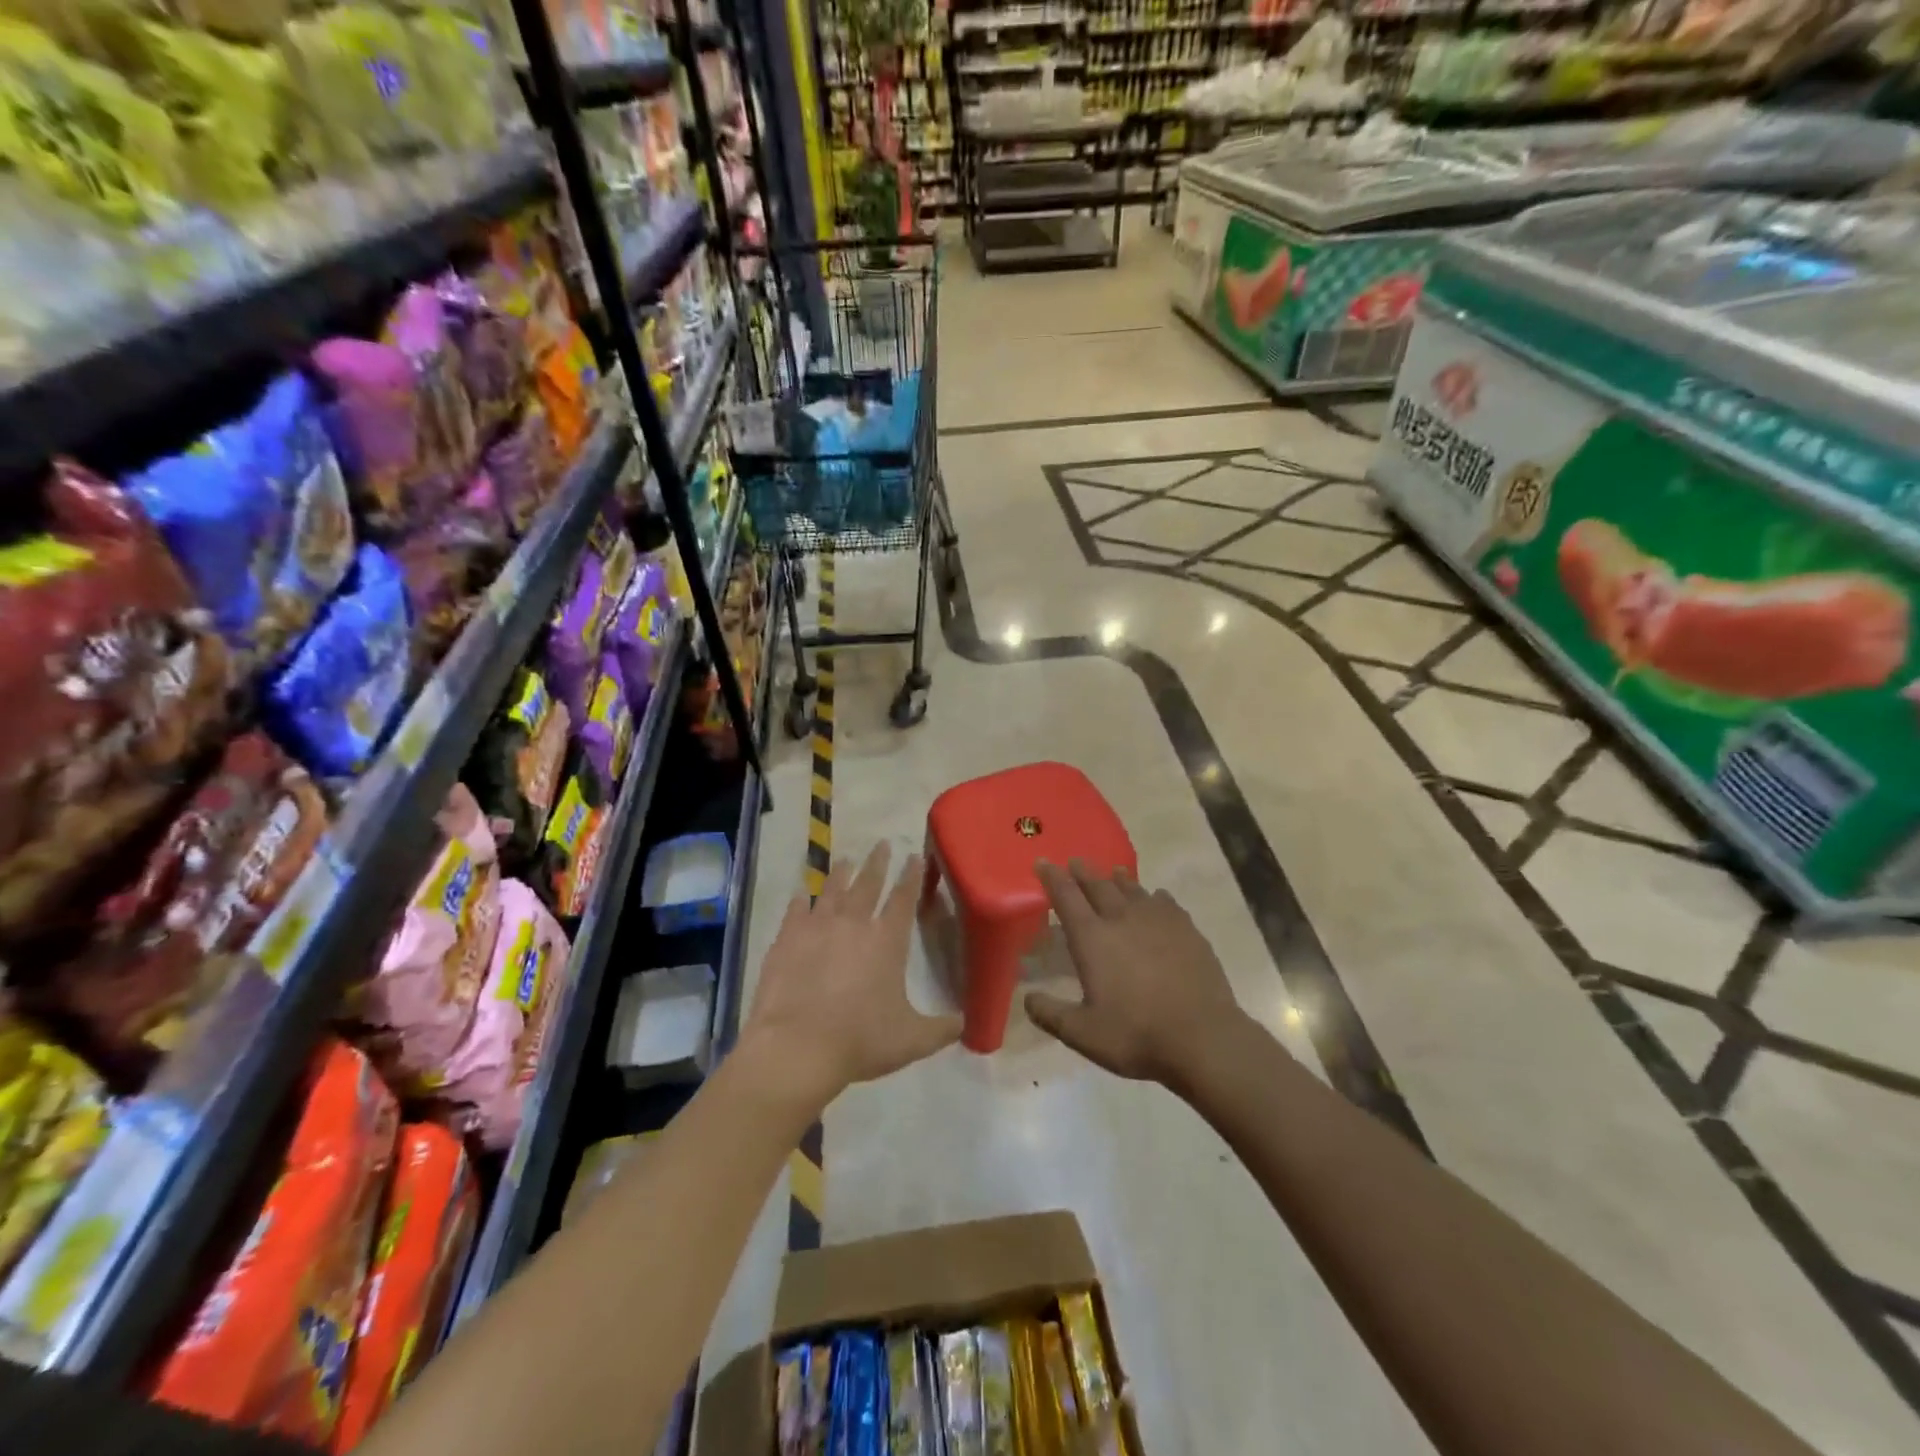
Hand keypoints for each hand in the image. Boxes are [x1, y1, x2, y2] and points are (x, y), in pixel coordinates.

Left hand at [742, 842, 960, 1108]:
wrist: (797, 1047)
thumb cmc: (860, 1041)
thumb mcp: (911, 1040)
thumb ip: (941, 1029)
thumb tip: (966, 1024)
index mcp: (887, 941)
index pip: (904, 899)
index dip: (911, 877)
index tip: (914, 857)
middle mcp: (854, 924)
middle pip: (868, 884)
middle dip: (877, 863)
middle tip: (881, 843)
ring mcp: (817, 927)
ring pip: (832, 890)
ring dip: (840, 874)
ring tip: (845, 860)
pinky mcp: (786, 939)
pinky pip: (796, 911)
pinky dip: (801, 901)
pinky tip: (801, 895)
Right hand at [1025, 860, 1247, 1086]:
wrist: (1203, 1037)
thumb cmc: (1136, 1035)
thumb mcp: (1083, 1034)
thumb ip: (1051, 1014)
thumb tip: (1027, 999)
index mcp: (1092, 938)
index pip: (1066, 897)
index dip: (1052, 877)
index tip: (1043, 862)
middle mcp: (1122, 919)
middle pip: (1098, 885)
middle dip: (1083, 872)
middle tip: (1075, 862)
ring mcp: (1158, 921)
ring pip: (1133, 889)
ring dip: (1118, 879)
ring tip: (1113, 873)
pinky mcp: (1187, 929)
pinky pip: (1166, 902)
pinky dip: (1155, 897)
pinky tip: (1157, 899)